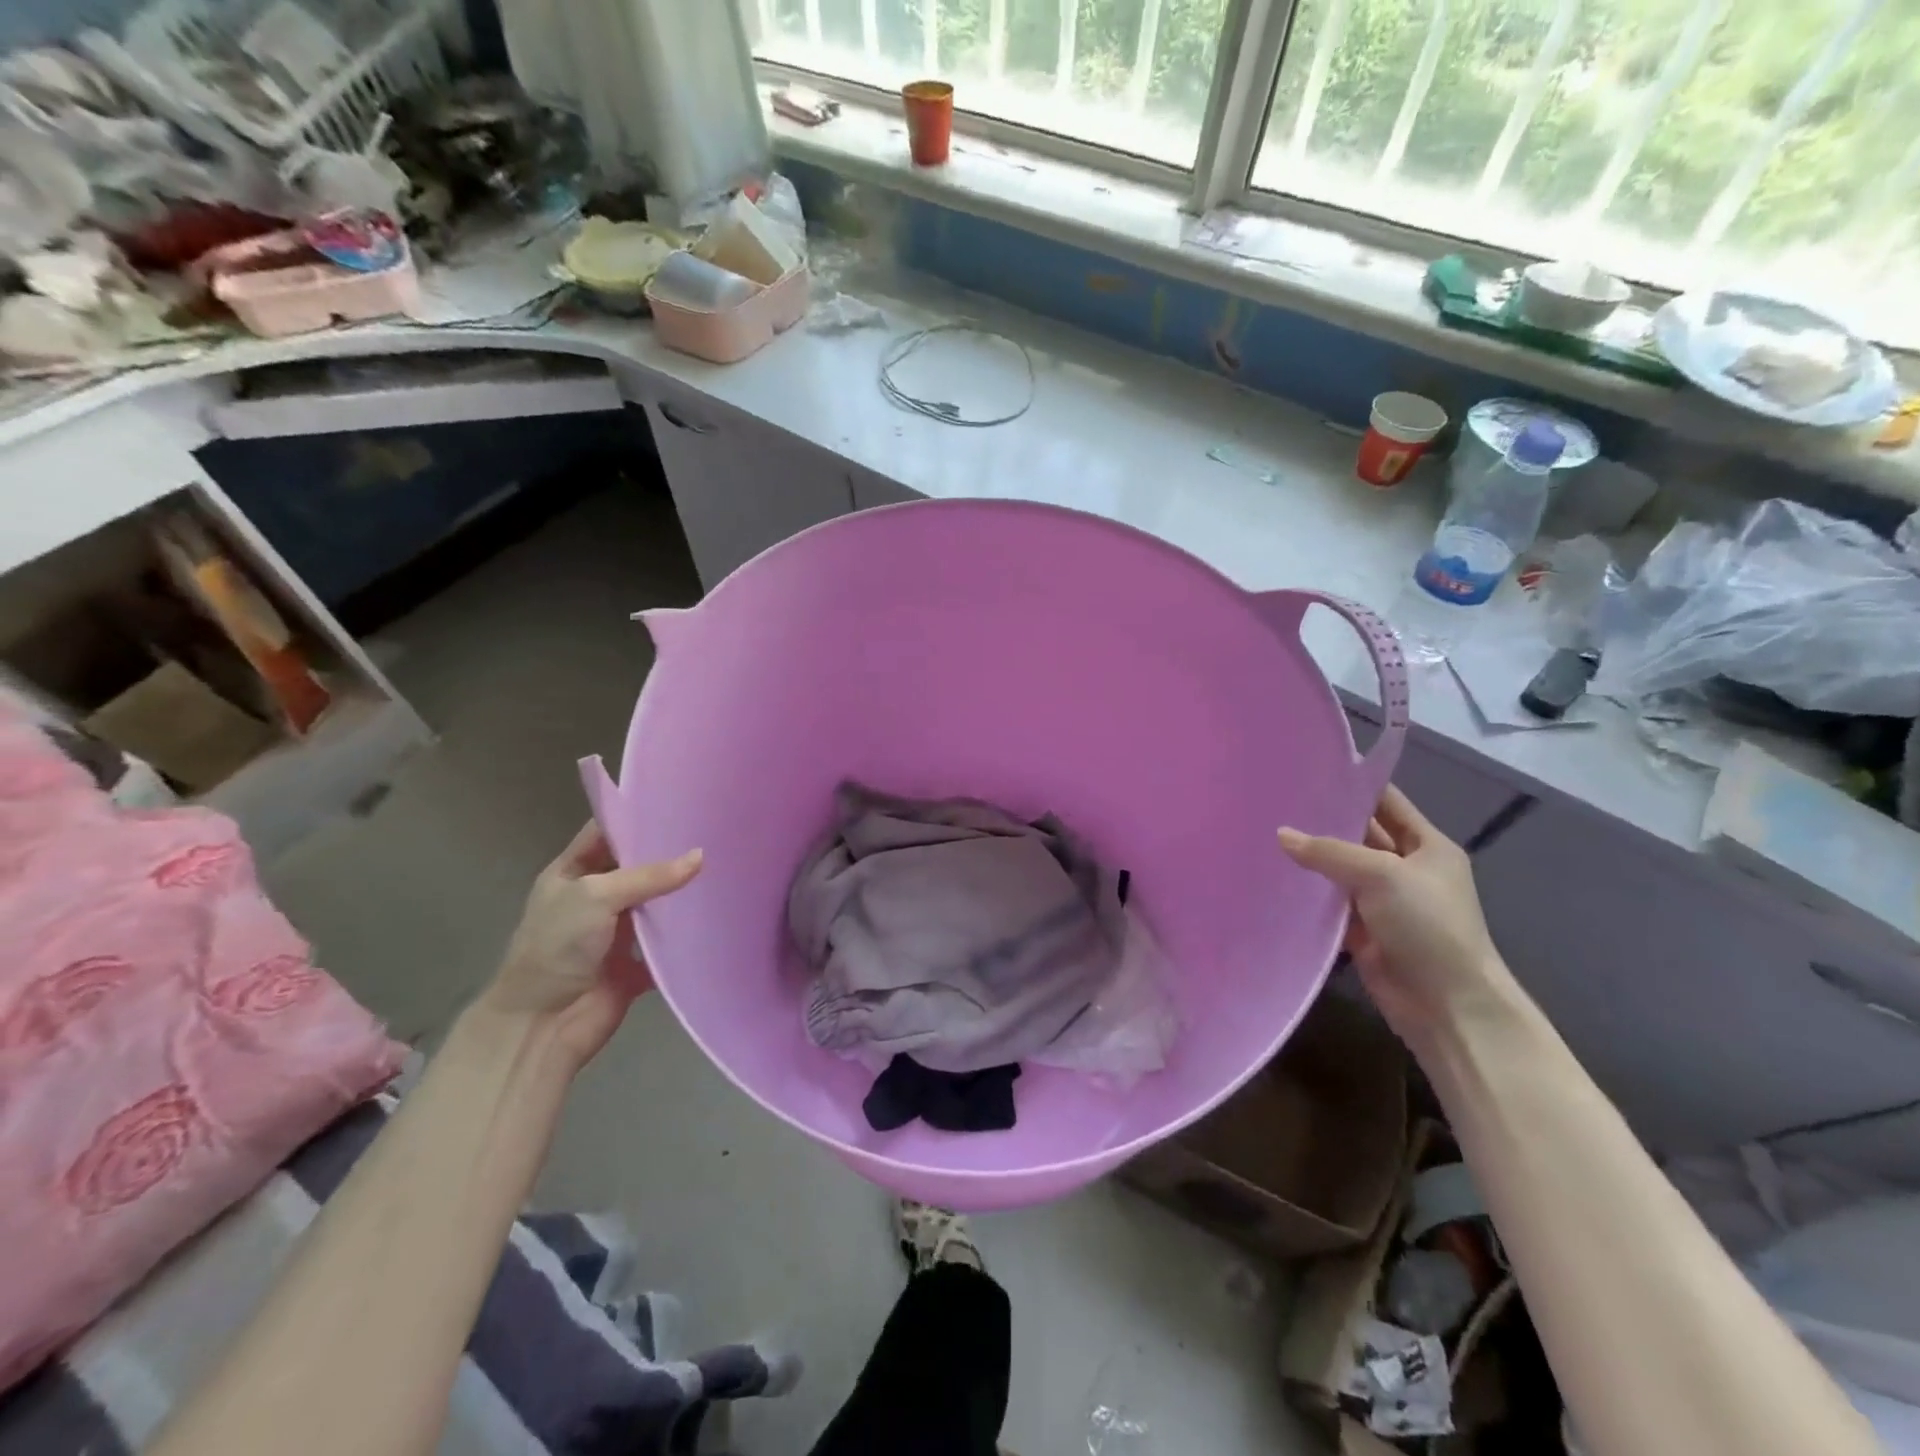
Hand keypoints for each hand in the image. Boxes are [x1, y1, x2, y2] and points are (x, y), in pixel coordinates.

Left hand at [481, 823, 701, 1070]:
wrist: (543, 1024)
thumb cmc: (558, 947)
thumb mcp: (597, 896)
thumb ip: (649, 876)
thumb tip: (700, 856)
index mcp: (571, 875)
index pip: (605, 835)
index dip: (635, 819)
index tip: (678, 804)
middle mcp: (594, 899)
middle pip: (636, 868)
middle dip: (669, 854)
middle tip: (713, 832)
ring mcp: (616, 932)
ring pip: (655, 904)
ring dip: (681, 893)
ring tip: (725, 866)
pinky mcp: (636, 963)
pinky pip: (667, 942)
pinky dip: (687, 933)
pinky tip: (718, 913)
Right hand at [1279, 786, 1510, 1045]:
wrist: (1448, 1005)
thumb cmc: (1428, 926)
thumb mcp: (1383, 875)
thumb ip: (1330, 852)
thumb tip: (1281, 835)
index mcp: (1426, 846)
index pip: (1386, 803)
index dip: (1354, 786)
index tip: (1309, 771)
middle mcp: (1405, 869)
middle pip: (1359, 836)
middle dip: (1323, 821)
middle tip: (1274, 802)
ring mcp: (1383, 902)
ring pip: (1340, 871)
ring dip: (1311, 859)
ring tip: (1264, 835)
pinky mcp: (1363, 931)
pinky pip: (1330, 905)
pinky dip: (1307, 895)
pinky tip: (1273, 880)